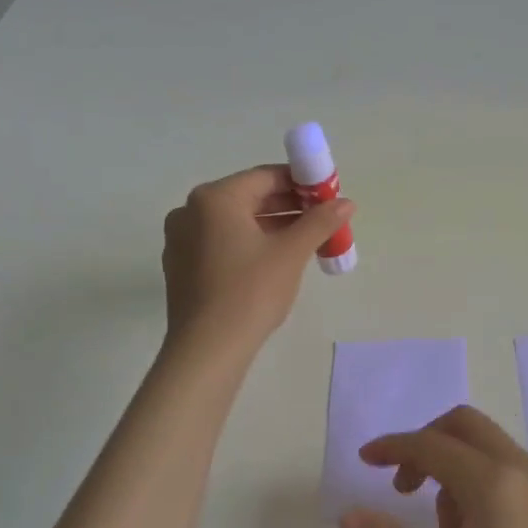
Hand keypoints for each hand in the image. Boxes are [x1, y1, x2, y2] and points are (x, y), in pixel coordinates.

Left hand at [162, 165, 353, 350]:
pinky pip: (221, 242)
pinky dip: (249, 244)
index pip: (266, 177)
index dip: (302, 183)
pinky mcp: (181, 266)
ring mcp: (181, 239)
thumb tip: (347, 202)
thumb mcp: (291, 253)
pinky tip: (274, 261)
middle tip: (322, 220)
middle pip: (249, 198)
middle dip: (288, 206)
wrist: (207, 350)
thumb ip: (320, 221)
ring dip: (271, 226)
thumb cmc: (250, 292)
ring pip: (235, 222)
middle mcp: (190, 210)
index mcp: (215, 198)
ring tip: (306, 240)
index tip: (328, 196)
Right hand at [339, 405, 527, 527]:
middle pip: (464, 426)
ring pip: (487, 447)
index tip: (364, 460)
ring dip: (454, 470)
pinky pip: (510, 469)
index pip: (431, 445)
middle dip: (426, 445)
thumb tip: (349, 514)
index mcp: (494, 487)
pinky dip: (481, 481)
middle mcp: (524, 470)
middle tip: (402, 490)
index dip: (393, 447)